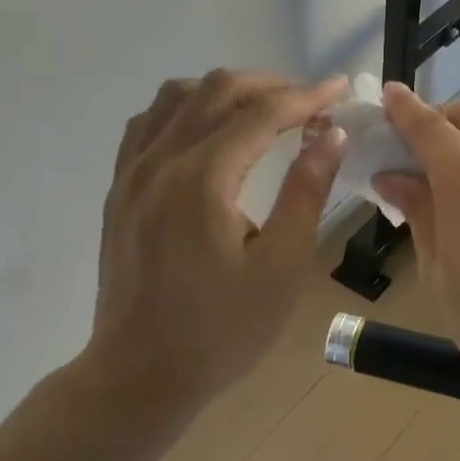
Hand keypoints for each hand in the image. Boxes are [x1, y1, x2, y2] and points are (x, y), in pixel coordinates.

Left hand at [85, 69, 348, 410]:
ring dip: (224, 92)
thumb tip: (332, 134)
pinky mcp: (119, 189)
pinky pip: (149, 123)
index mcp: (202, 179)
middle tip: (309, 103)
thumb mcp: (281, 267)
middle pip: (216, 90)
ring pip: (176, 96)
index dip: (306, 96)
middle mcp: (160, 161)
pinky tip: (206, 131)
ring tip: (262, 111)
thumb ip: (307, 192)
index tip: (339, 88)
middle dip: (269, 86)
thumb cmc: (221, 331)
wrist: (140, 374)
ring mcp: (131, 172)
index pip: (261, 113)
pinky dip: (184, 110)